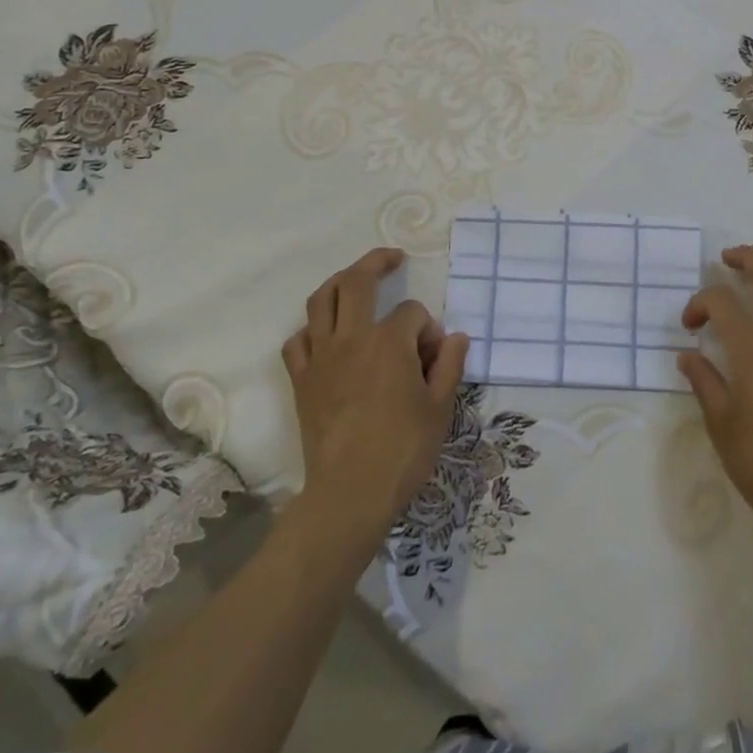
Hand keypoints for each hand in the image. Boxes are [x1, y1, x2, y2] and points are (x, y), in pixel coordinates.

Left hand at [282, 248, 468, 534]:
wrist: (350, 493)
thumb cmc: (403, 450)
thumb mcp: (441, 407)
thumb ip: (450, 365)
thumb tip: (455, 337)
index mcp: (390, 341)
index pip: (413, 313)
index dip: (429, 330)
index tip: (435, 359)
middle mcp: (352, 338)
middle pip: (356, 281)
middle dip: (377, 262)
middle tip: (393, 259)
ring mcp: (321, 357)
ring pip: (320, 300)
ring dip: (338, 283)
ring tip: (354, 281)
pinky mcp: (302, 380)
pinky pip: (297, 341)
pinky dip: (311, 330)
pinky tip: (325, 337)